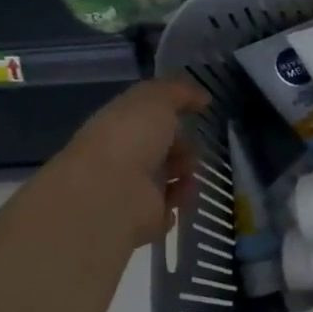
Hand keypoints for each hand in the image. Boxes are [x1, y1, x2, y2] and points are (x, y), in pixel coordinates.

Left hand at [51, 78, 210, 249]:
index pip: (146, 118)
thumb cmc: (130, 138)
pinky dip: (178, 202)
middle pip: (158, 150)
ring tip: (189, 175)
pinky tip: (182, 195)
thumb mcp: (156, 99)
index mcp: (118, 125)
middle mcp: (121, 156)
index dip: (170, 115)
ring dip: (185, 175)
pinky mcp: (141, 219)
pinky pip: (167, 209)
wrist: (110, 194)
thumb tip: (202, 97)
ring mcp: (129, 190)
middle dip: (182, 147)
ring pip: (166, 179)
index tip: (194, 113)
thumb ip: (179, 92)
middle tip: (192, 150)